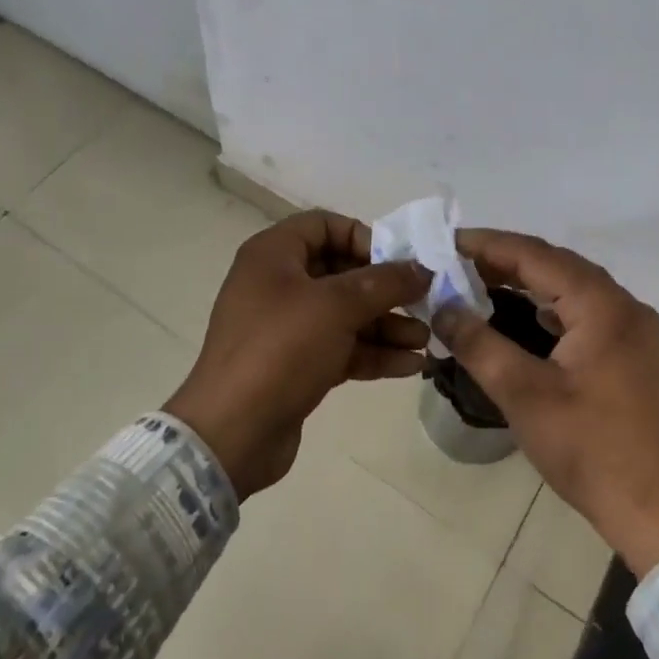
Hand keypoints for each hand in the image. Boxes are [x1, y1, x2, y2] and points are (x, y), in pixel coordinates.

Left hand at [164, 210, 431, 497]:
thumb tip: (422, 268)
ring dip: (386, 324)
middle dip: (385, 289)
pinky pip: (341, 347)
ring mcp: (286, 327)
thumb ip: (384, 282)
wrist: (232, 433)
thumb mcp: (336, 306)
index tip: (397, 261)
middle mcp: (278, 283)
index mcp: (274, 254)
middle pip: (340, 272)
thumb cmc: (281, 349)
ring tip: (425, 339)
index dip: (363, 237)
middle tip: (423, 302)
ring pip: (345, 314)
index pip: (324, 225)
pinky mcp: (296, 364)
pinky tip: (411, 365)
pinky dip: (373, 352)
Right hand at [435, 231, 658, 577]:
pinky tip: (521, 317)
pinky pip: (584, 312)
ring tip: (478, 284)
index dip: (487, 245)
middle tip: (454, 264)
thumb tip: (442, 307)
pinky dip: (548, 306)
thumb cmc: (591, 450)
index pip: (535, 254)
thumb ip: (478, 343)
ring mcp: (633, 330)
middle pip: (556, 264)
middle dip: (503, 260)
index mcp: (602, 305)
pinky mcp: (633, 354)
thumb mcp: (523, 395)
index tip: (444, 244)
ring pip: (571, 288)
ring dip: (526, 282)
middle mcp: (623, 305)